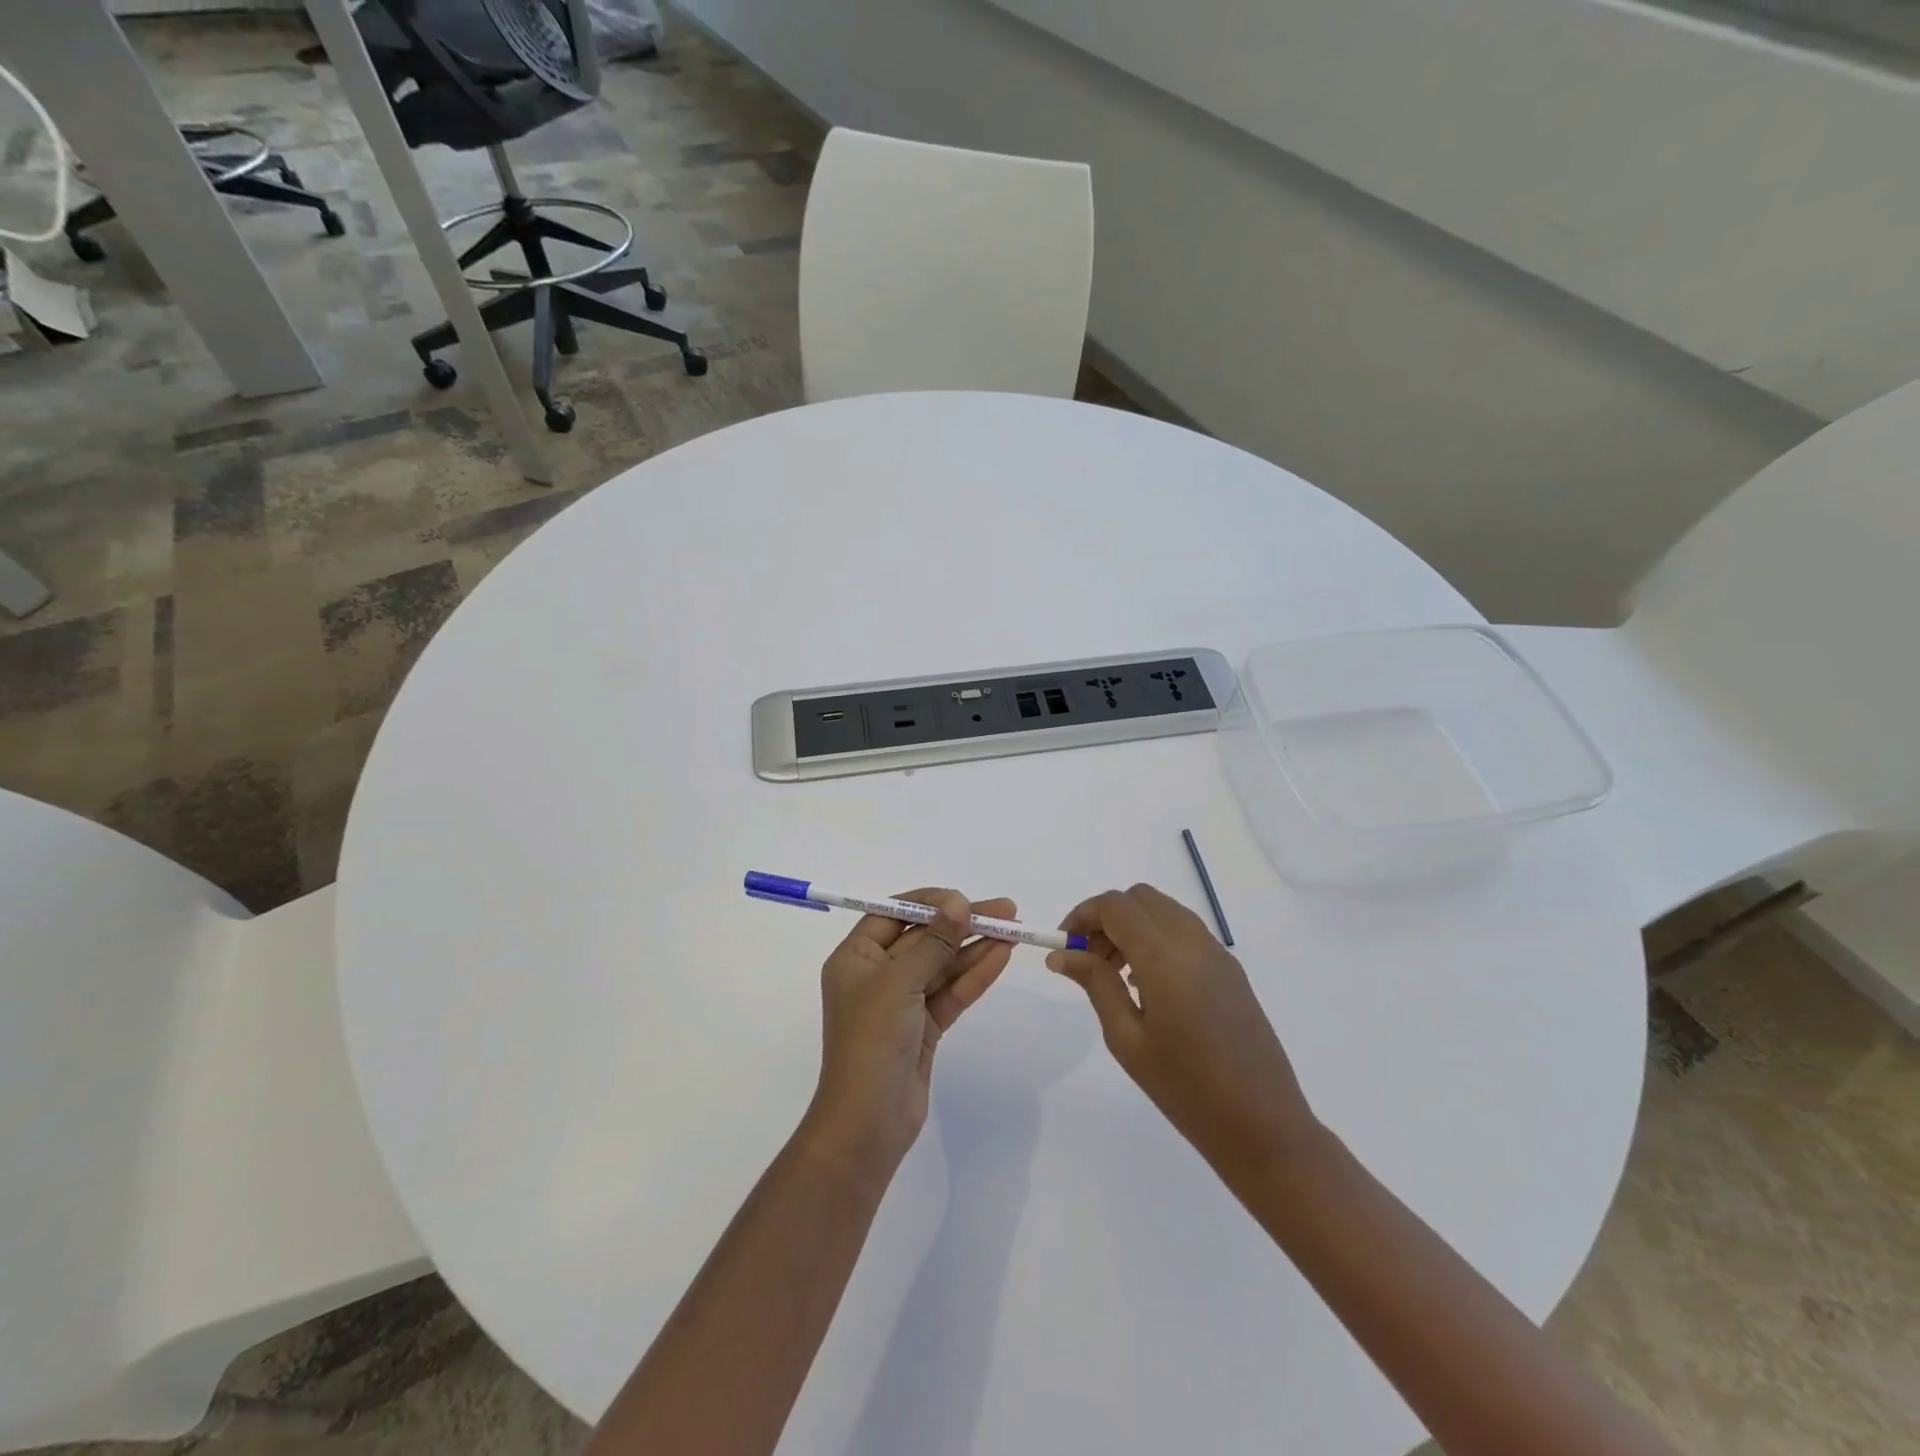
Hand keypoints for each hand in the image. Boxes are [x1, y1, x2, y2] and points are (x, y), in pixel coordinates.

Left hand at [805, 889, 1015, 1168]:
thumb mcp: (899, 982)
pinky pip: (951, 992)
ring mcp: (902, 1003)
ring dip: (975, 947)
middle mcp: (877, 975)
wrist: (868, 1123)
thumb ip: (933, 941)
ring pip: (943, 965)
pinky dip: (975, 975)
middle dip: (962, 923)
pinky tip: (1002, 956)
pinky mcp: (923, 1028)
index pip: (893, 914)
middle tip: (1006, 910)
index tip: (964, 898)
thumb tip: (958, 903)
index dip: (930, 902)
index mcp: (856, 957)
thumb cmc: (872, 1040)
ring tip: (1014, 930)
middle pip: (924, 938)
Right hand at [1047, 884, 1318, 1181]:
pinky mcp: (1231, 969)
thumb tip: (1061, 954)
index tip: (1065, 946)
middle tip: (1089, 959)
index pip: (1115, 906)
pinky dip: (1157, 938)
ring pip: (1164, 911)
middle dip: (1107, 918)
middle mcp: (1193, 942)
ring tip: (1116, 975)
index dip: (1082, 915)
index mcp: (1164, 958)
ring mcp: (1218, 953)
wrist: (1264, 1127)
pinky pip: (1185, 931)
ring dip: (1133, 926)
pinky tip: (1149, 985)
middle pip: (1140, 899)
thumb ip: (1096, 984)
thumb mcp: (1127, 1039)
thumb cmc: (1185, 1090)